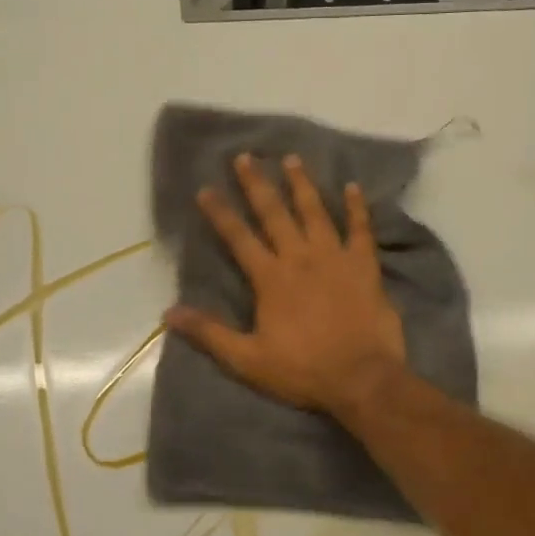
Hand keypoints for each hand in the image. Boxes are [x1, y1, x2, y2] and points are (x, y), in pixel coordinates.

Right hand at [167, 152, 406, 415]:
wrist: (362, 378)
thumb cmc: (303, 370)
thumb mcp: (247, 360)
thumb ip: (209, 333)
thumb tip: (169, 313)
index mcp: (270, 279)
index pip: (238, 238)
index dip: (220, 213)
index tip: (206, 188)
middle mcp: (300, 258)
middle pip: (274, 213)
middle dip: (257, 184)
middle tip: (246, 156)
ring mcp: (335, 258)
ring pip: (315, 212)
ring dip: (302, 184)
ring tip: (292, 159)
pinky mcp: (365, 266)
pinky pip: (361, 229)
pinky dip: (358, 208)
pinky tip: (353, 187)